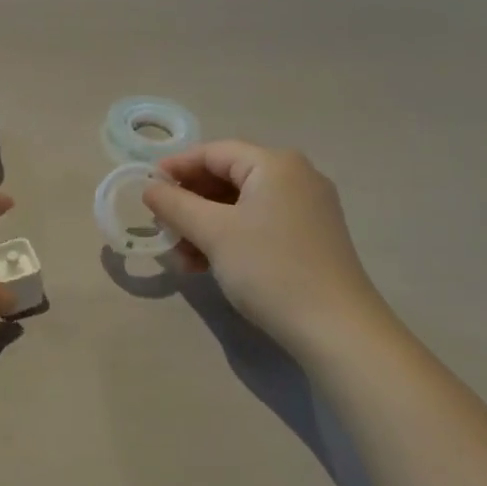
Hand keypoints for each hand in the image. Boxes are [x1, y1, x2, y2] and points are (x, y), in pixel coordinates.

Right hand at [143, 141, 387, 351]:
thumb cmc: (271, 269)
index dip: (177, 166)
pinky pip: (259, 224)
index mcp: (275, 164)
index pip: (214, 152)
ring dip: (206, 226)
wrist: (339, 332)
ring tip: (181, 256)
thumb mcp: (214, 233)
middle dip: (191, 202)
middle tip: (162, 225)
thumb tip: (149, 187)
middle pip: (228, 177)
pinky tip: (206, 266)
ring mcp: (307, 209)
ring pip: (241, 205)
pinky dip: (230, 238)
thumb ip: (176, 204)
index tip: (147, 187)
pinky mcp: (311, 239)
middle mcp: (295, 177)